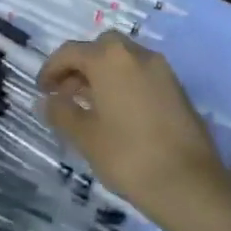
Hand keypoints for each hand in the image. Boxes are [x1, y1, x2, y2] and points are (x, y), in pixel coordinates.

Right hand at [38, 32, 225, 215]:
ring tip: (89, 106)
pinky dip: (123, 83)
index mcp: (109, 59)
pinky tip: (116, 113)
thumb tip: (47, 100)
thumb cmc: (127, 155)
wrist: (188, 182)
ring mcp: (161, 69)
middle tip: (66, 93)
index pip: (71, 52)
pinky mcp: (177, 88)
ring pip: (123, 60)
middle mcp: (136, 54)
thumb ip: (61, 112)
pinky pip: (141, 74)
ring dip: (102, 74)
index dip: (51, 69)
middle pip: (100, 48)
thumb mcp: (85, 136)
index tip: (41, 91)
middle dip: (80, 66)